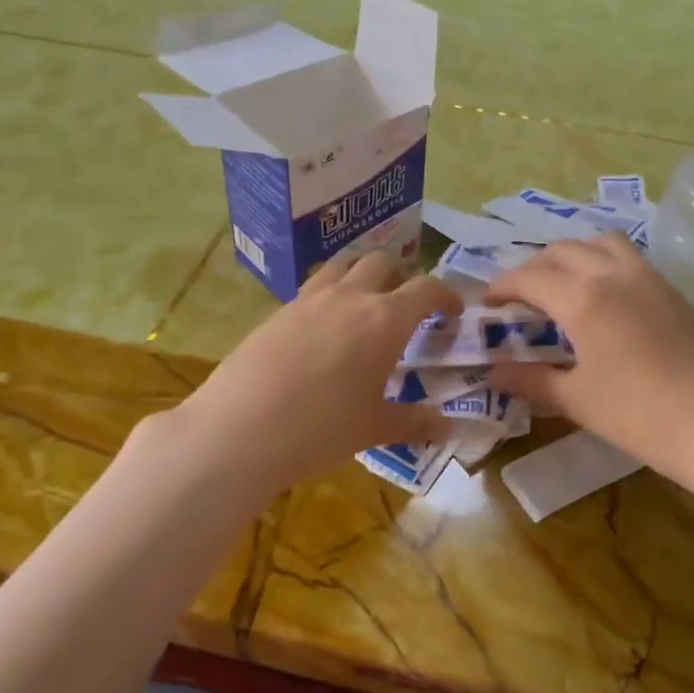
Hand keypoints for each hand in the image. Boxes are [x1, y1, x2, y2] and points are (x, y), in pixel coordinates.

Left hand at [174, 253, 462, 492]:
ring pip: (341, 267)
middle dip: (400, 279)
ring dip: (360, 277)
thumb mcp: (375, 428)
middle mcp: (348, 297)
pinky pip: (311, 289)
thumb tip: (451, 427)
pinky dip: (328, 298)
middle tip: (404, 312)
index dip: (446, 295)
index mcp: (384, 319)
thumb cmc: (321, 429)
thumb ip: (416, 422)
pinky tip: (321, 334)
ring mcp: (307, 300)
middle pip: (381, 263)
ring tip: (362, 310)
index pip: (426, 289)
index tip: (452, 313)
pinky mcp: (276, 312)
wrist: (240, 429)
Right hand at [485, 235, 693, 490]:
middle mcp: (615, 275)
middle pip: (564, 250)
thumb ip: (530, 381)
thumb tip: (493, 372)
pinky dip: (604, 263)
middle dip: (533, 266)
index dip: (502, 286)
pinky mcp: (675, 293)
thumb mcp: (576, 400)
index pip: (530, 277)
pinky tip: (605, 300)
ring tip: (562, 285)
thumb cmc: (640, 415)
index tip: (487, 302)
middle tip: (519, 296)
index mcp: (584, 298)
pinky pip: (630, 259)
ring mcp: (651, 280)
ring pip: (602, 243)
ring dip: (573, 255)